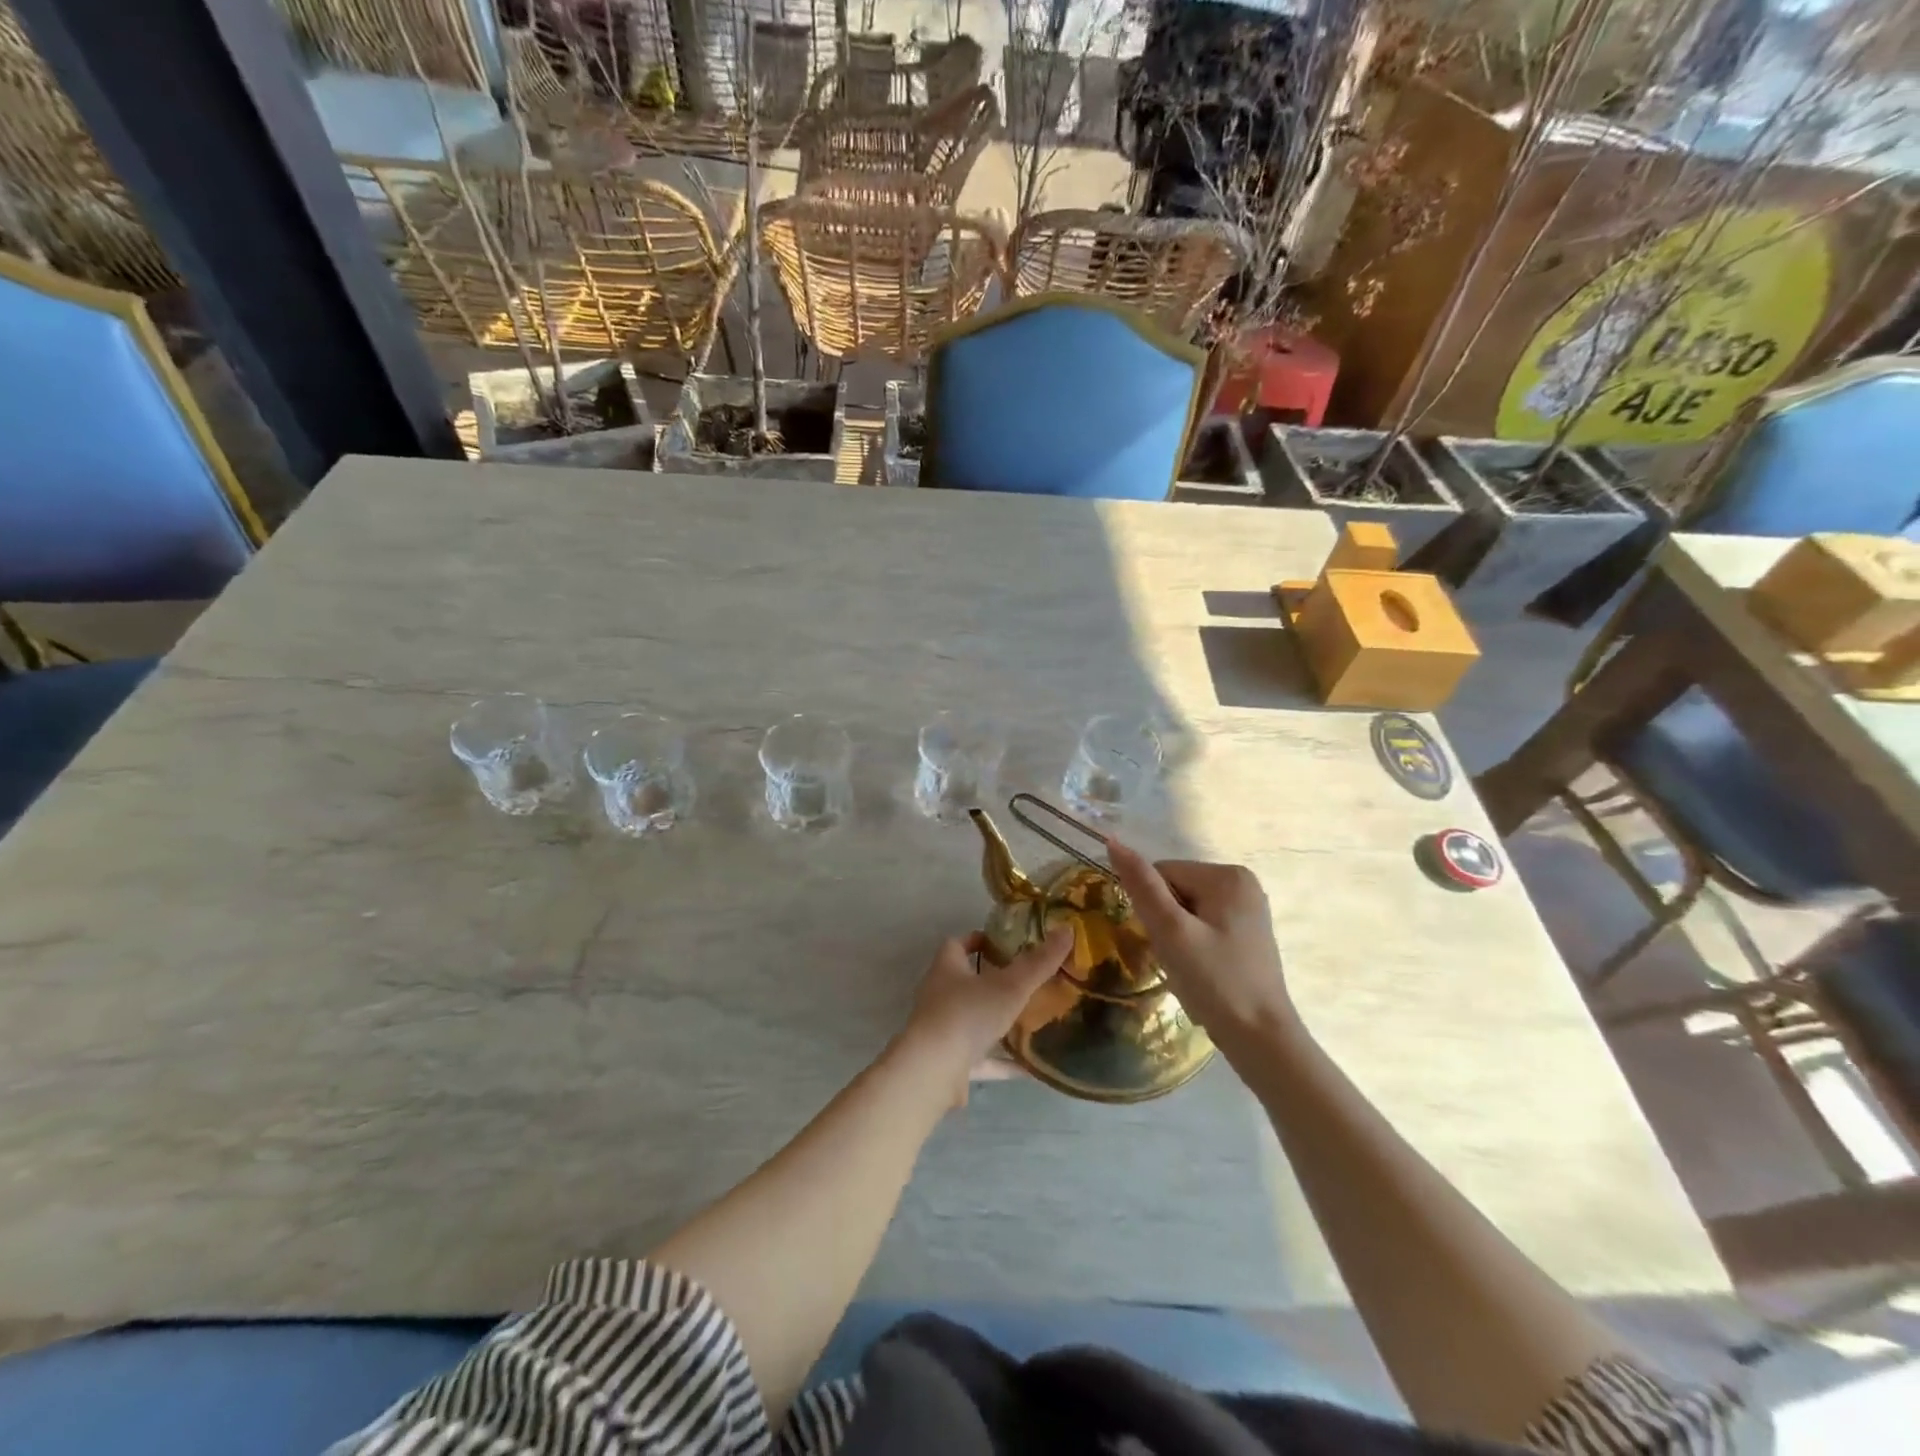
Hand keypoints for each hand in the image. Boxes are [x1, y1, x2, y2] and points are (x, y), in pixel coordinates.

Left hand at [894, 927, 1072, 1102]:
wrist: (933, 1071)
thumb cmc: (967, 1014)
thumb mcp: (1010, 985)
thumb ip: (1039, 962)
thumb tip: (1067, 930)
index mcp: (947, 968)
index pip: (957, 944)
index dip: (978, 940)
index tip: (1004, 943)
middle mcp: (939, 996)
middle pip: (965, 982)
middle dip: (992, 981)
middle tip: (1025, 981)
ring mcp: (942, 1031)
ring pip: (973, 1020)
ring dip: (997, 1022)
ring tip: (1030, 1021)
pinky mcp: (949, 1063)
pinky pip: (981, 1059)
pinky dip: (1002, 1062)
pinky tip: (1029, 1068)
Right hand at [1106, 839, 1295, 1050]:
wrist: (1261, 1040)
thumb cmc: (1215, 982)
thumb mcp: (1171, 932)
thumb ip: (1142, 886)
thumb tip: (1112, 841)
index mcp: (1227, 875)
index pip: (1162, 874)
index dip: (1152, 908)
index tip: (1165, 941)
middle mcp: (1242, 882)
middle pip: (1175, 889)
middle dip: (1166, 922)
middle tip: (1178, 958)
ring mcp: (1248, 908)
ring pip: (1186, 909)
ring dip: (1176, 936)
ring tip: (1190, 967)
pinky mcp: (1247, 931)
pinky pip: (1203, 924)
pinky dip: (1192, 944)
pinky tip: (1203, 970)